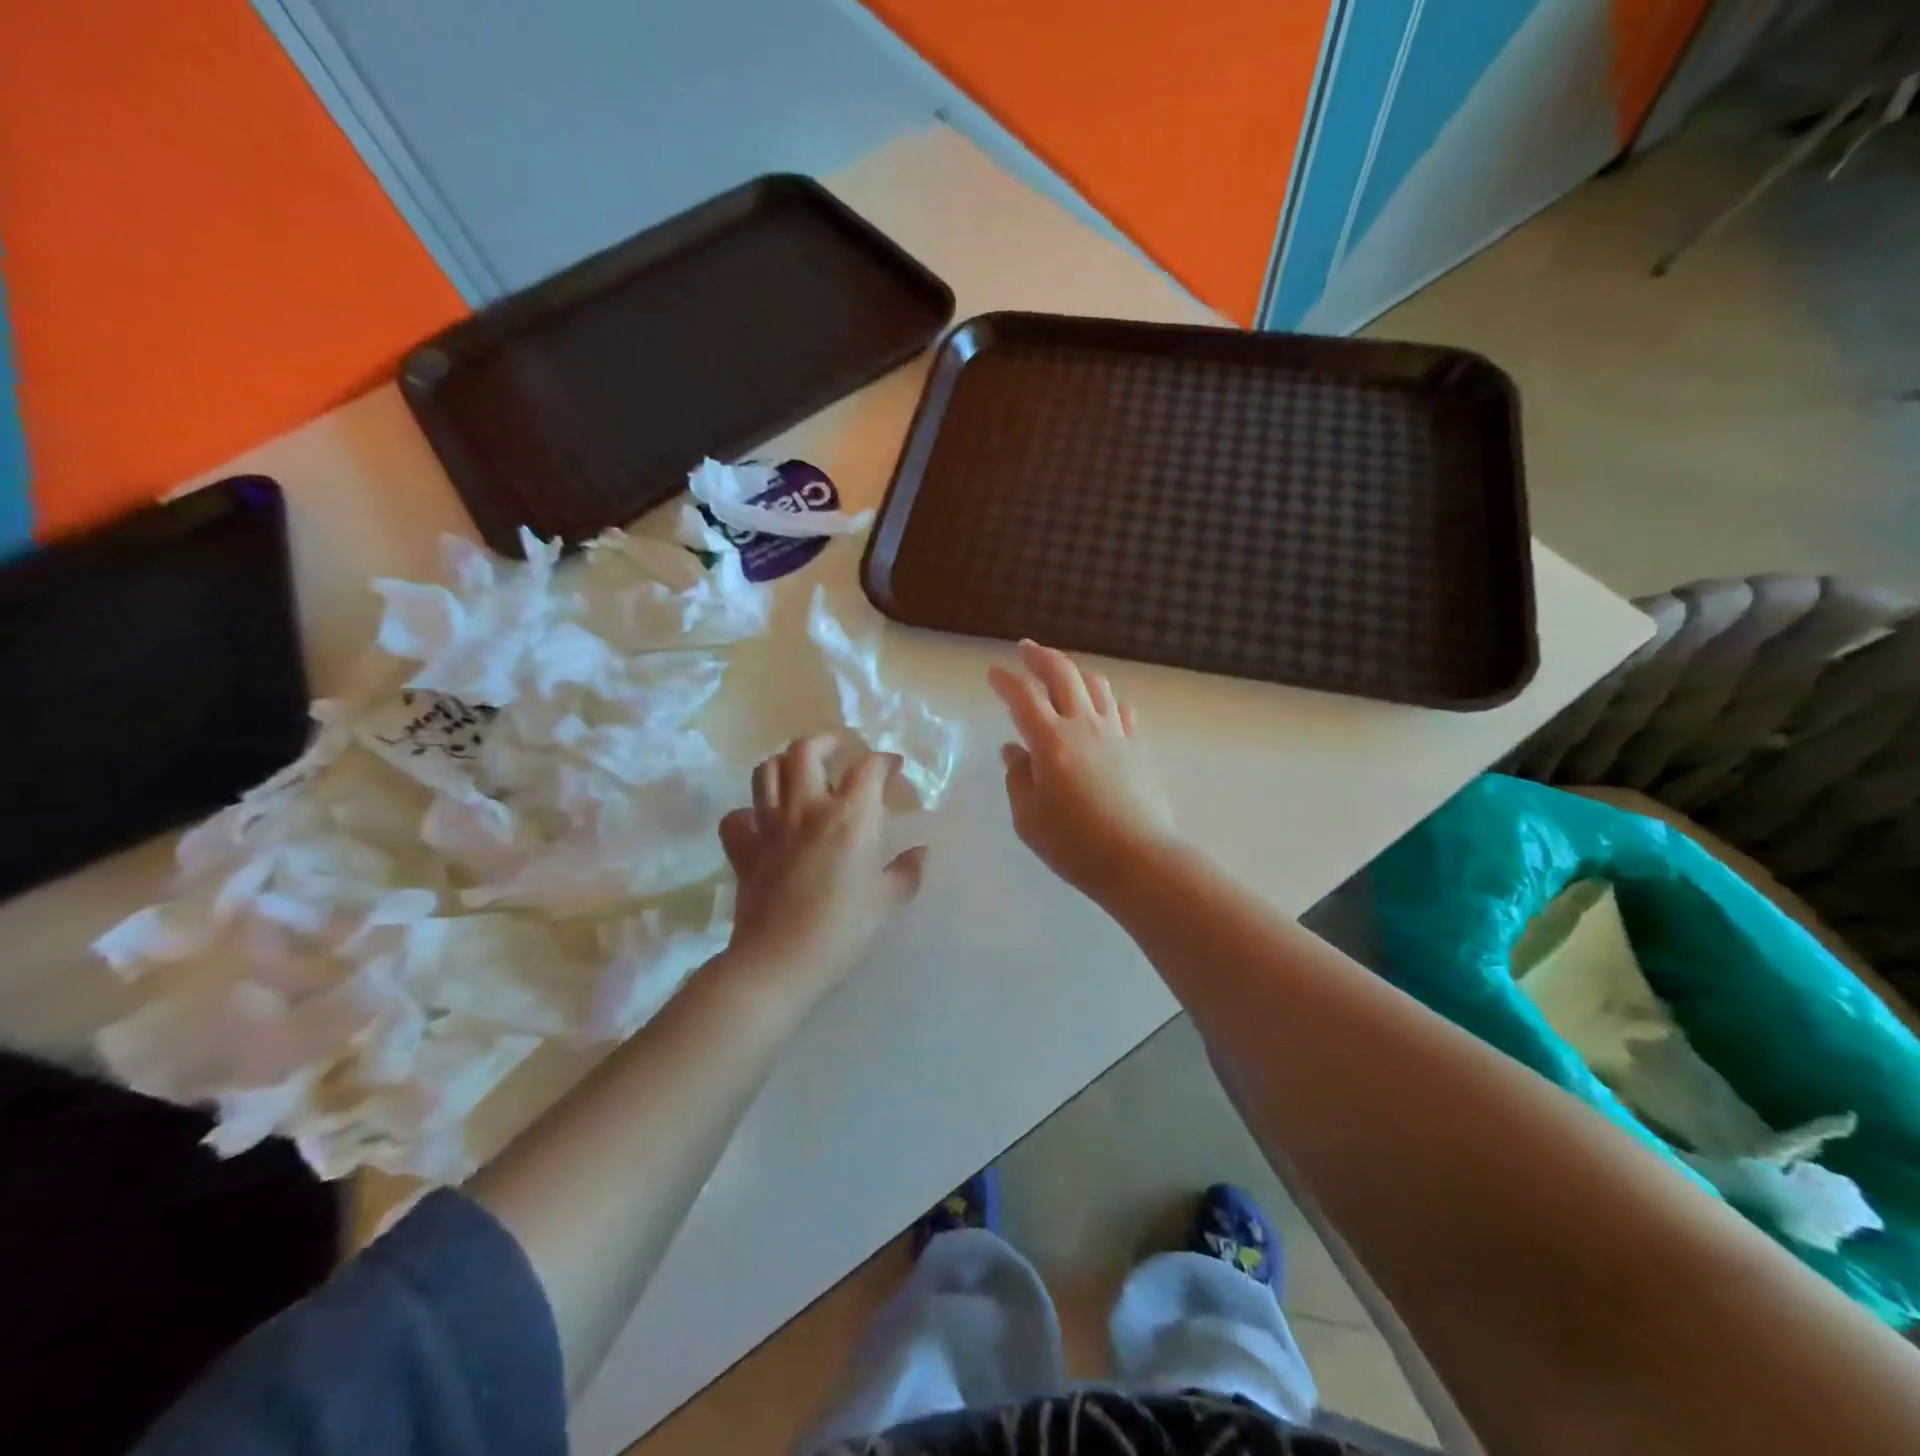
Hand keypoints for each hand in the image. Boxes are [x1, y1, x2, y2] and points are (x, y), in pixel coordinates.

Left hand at [716, 737, 926, 1005]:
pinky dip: (749, 812)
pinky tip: (764, 821)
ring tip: (802, 774)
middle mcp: (807, 810)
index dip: (885, 761)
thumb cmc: (842, 931)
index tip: (894, 770)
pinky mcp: (743, 850)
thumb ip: (907, 872)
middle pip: (806, 750)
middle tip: (841, 753)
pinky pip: (737, 817)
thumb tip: (922, 852)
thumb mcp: (887, 902)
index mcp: (850, 818)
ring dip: (786, 764)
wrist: (779, 963)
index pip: (869, 768)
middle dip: (827, 742)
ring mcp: (769, 827)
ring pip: (767, 771)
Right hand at [988, 641, 1178, 901]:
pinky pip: (1122, 710)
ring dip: (1075, 671)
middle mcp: (1083, 725)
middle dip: (1041, 657)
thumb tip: (1014, 751)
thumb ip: (1018, 779)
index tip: (993, 673)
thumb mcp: (1029, 818)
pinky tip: (1103, 707)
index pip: (1023, 696)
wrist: (1140, 859)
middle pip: (1063, 674)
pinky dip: (1107, 700)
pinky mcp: (1139, 747)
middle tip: (1027, 649)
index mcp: (1050, 741)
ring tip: (1063, 672)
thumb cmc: (1075, 845)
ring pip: (1096, 684)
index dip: (1005, 680)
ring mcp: (1116, 733)